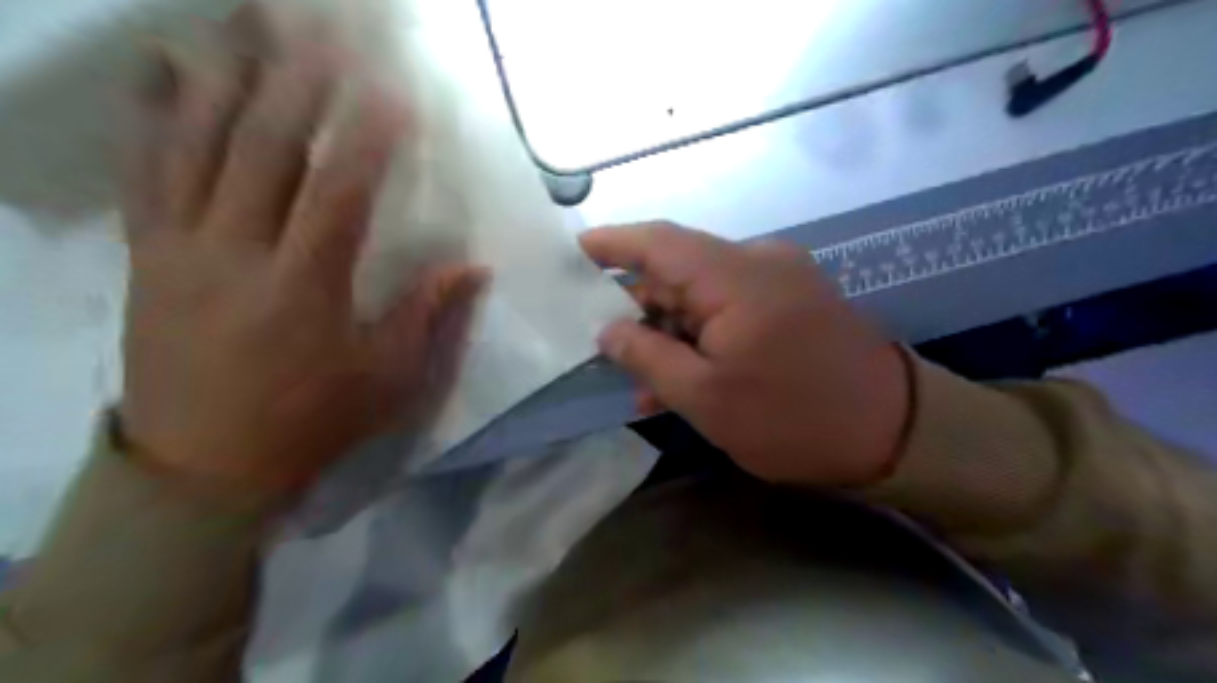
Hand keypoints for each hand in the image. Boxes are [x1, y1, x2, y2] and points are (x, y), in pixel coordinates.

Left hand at [119, 31, 483, 487]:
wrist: (203, 465)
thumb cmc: (312, 421)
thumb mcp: (388, 380)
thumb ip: (427, 315)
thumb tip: (473, 267)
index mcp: (305, 287)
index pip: (338, 191)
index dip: (367, 137)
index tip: (392, 94)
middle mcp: (237, 253)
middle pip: (264, 150)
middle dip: (298, 84)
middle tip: (323, 34)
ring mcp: (181, 248)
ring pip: (196, 144)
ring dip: (227, 78)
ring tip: (250, 27)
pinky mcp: (148, 255)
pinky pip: (145, 171)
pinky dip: (153, 114)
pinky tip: (165, 70)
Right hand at [583, 220, 913, 486]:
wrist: (895, 432)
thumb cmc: (791, 417)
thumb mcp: (705, 397)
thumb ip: (648, 356)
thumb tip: (609, 330)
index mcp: (735, 276)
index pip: (659, 242)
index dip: (613, 243)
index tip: (575, 249)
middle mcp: (758, 262)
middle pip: (679, 270)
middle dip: (640, 305)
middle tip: (604, 341)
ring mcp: (781, 280)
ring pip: (704, 295)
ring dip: (672, 332)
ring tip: (642, 380)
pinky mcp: (794, 302)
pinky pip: (733, 309)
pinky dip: (704, 336)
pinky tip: (684, 377)